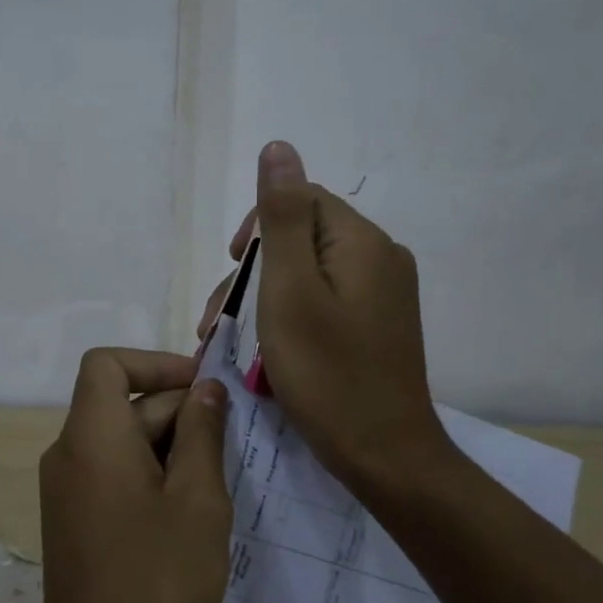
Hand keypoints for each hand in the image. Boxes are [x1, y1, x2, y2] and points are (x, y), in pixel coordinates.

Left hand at [33, 349, 233, 602]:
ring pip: (120, 442)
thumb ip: (201, 434)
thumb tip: (205, 390)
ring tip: (217, 482)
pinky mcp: (74, 521)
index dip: (155, 363)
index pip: (107, 364)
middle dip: (176, 411)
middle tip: (231, 444)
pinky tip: (189, 511)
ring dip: (168, 446)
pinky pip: (112, 474)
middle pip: (120, 404)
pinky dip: (150, 474)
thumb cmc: (158, 582)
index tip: (203, 388)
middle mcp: (68, 454)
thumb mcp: (197, 500)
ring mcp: (67, 491)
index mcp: (91, 437)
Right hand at [198, 142, 449, 496]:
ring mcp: (382, 296)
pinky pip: (324, 304)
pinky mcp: (376, 327)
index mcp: (362, 242)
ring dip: (265, 302)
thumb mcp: (290, 290)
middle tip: (217, 323)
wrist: (385, 455)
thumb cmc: (328, 373)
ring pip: (308, 276)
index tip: (231, 270)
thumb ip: (283, 217)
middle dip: (254, 275)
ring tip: (230, 345)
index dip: (258, 229)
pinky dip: (290, 321)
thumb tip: (279, 147)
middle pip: (302, 241)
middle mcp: (380, 259)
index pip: (302, 201)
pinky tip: (266, 353)